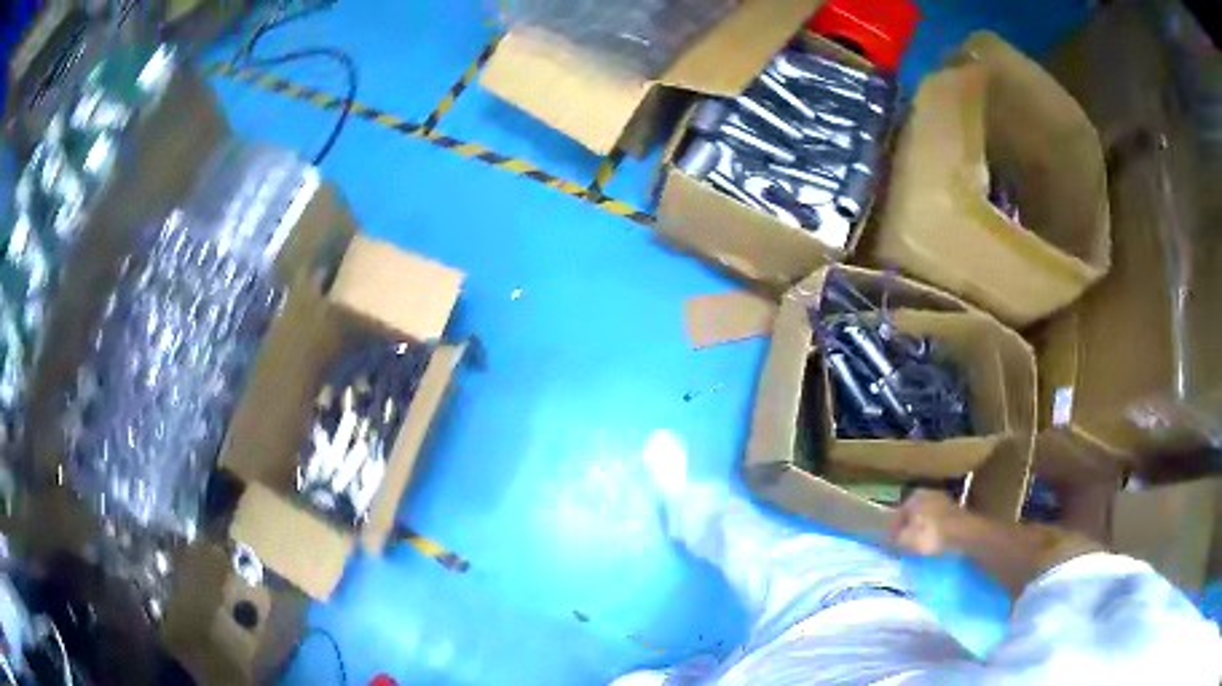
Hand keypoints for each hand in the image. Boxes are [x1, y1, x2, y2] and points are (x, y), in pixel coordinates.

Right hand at [889, 490, 965, 556]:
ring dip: (922, 529)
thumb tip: (886, 539)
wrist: (962, 534)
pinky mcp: (955, 510)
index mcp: (913, 497)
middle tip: (905, 546)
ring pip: (926, 517)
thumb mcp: (905, 541)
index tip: (891, 545)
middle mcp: (928, 493)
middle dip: (909, 528)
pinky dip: (934, 531)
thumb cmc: (930, 535)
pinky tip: (933, 543)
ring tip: (919, 547)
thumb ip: (893, 539)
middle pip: (913, 514)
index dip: (893, 532)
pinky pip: (938, 522)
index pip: (897, 514)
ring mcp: (944, 500)